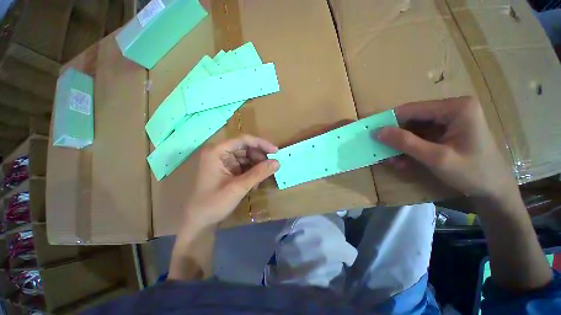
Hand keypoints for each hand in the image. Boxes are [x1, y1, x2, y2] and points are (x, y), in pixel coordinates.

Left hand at [181, 135, 279, 230]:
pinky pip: (243, 165)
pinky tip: (255, 183)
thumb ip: (259, 173)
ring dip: (256, 166)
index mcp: (217, 151)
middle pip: (245, 147)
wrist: (197, 221)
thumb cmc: (213, 203)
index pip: (244, 140)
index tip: (276, 152)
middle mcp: (219, 152)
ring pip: (246, 156)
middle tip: (271, 168)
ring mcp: (222, 161)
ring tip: (261, 179)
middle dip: (259, 157)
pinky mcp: (226, 169)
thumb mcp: (238, 187)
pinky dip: (251, 172)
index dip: (262, 144)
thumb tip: (277, 162)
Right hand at [376, 96, 516, 201]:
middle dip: (396, 136)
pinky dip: (410, 148)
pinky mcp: (446, 130)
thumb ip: (406, 143)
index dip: (389, 121)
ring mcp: (449, 120)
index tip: (372, 134)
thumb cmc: (472, 173)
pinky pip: (421, 136)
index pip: (412, 109)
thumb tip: (377, 132)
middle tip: (382, 151)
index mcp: (456, 108)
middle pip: (412, 118)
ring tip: (393, 160)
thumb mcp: (436, 158)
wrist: (494, 190)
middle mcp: (452, 109)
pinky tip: (403, 161)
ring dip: (401, 145)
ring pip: (414, 128)